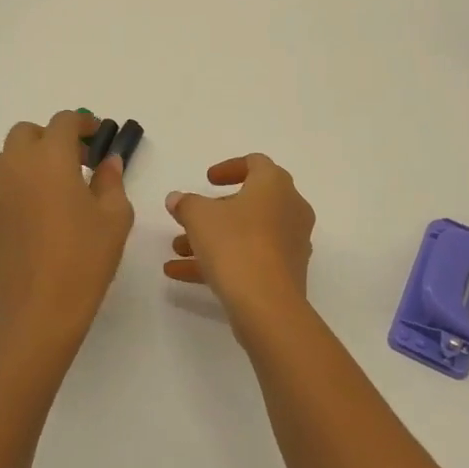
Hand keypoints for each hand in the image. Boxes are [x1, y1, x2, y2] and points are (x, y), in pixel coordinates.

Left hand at [0, 111, 134, 372]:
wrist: (35, 313)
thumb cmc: (84, 260)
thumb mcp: (114, 218)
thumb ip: (111, 181)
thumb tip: (107, 162)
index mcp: (49, 159)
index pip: (63, 121)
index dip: (82, 123)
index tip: (98, 137)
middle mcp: (13, 168)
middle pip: (25, 133)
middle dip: (50, 138)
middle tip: (75, 162)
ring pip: (7, 163)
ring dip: (31, 165)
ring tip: (55, 195)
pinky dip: (18, 195)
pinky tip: (36, 226)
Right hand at [164, 154, 315, 322]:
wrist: (267, 304)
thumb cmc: (235, 244)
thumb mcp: (199, 217)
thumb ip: (186, 203)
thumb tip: (177, 199)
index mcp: (275, 185)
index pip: (256, 164)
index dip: (229, 168)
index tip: (207, 180)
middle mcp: (291, 209)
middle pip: (250, 202)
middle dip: (214, 211)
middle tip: (190, 217)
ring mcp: (291, 243)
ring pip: (247, 233)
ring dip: (212, 238)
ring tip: (177, 250)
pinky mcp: (286, 272)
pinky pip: (251, 258)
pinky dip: (222, 260)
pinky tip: (182, 274)